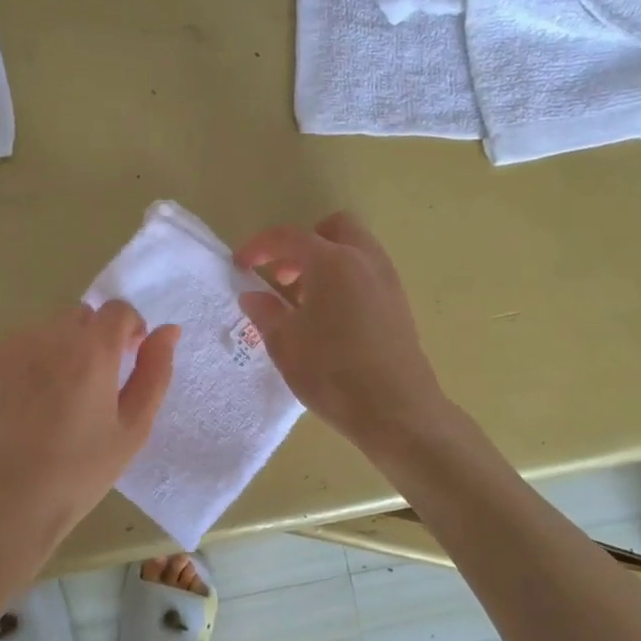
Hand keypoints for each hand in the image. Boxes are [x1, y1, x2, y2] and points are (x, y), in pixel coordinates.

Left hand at [0, 301, 178, 584]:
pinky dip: (19, 366)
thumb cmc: (77, 475)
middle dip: (90, 340)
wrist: (0, 508)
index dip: (127, 330)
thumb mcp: (132, 430)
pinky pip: (8, 349)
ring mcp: (5, 347)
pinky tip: (15, 408)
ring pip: (41, 331)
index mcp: (91, 351)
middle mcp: (46, 336)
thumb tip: (167, 331)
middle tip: (86, 388)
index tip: (124, 360)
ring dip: (53, 351)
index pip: (117, 309)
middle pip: (78, 317)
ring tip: (47, 403)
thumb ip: (154, 372)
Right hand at [235, 212, 447, 452]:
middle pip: (334, 229)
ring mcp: (387, 281)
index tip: (241, 265)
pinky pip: (368, 274)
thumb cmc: (332, 373)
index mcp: (332, 262)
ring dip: (326, 263)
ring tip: (303, 302)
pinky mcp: (399, 304)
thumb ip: (265, 312)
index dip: (259, 246)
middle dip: (303, 245)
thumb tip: (253, 296)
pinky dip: (345, 280)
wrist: (396, 411)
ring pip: (355, 250)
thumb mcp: (285, 344)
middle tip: (282, 277)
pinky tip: (330, 319)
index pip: (289, 237)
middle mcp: (364, 261)